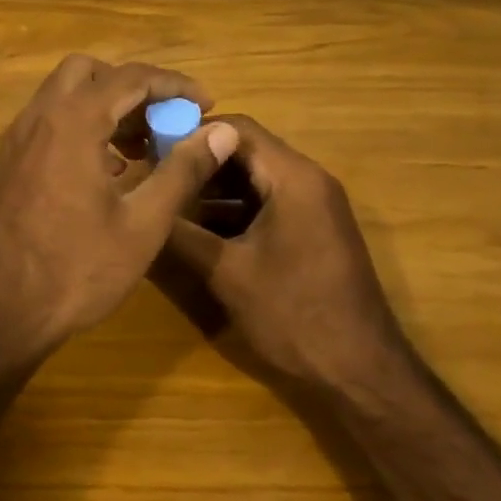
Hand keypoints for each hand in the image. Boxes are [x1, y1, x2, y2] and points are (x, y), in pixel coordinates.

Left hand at [0, 55, 239, 358]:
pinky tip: (109, 170)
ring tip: (144, 148)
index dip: (174, 84)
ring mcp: (19, 140)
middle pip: (88, 72)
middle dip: (131, 87)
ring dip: (105, 106)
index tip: (206, 104)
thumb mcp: (143, 223)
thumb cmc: (78, 269)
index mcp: (72, 123)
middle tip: (164, 120)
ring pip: (64, 96)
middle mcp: (39, 118)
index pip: (130, 77)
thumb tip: (221, 131)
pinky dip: (82, 126)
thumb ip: (183, 170)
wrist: (3, 310)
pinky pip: (49, 123)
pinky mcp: (11, 163)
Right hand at [165, 115, 401, 392]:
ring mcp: (313, 206)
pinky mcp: (311, 231)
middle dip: (197, 161)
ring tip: (166, 201)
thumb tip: (139, 207)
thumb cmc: (294, 314)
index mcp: (293, 178)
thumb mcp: (226, 273)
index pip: (235, 128)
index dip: (190, 133)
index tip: (149, 148)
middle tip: (152, 175)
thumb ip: (180, 234)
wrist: (361, 372)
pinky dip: (231, 210)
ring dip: (212, 188)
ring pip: (253, 179)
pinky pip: (265, 204)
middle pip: (244, 150)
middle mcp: (307, 180)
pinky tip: (196, 230)